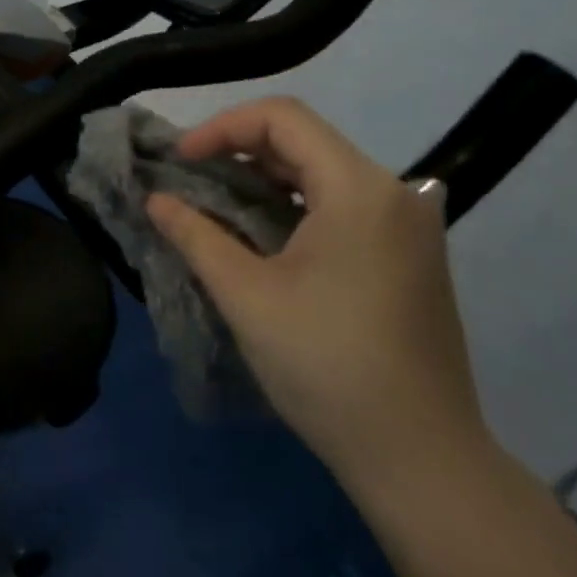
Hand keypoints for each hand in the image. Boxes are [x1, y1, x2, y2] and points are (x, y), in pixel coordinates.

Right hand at [145, 96, 492, 493]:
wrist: (421, 459)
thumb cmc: (327, 366)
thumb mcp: (246, 295)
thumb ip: (195, 235)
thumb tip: (155, 199)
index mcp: (360, 189)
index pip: (283, 118)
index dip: (222, 127)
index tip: (180, 160)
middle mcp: (393, 192)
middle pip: (305, 140)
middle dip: (238, 150)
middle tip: (189, 178)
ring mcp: (409, 223)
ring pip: (323, 171)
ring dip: (264, 178)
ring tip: (215, 203)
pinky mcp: (410, 253)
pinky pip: (343, 203)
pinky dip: (295, 204)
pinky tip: (262, 233)